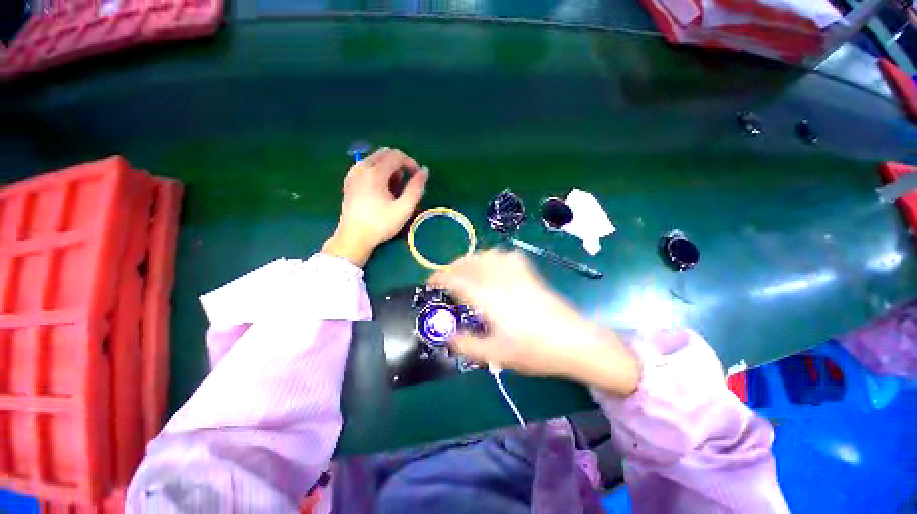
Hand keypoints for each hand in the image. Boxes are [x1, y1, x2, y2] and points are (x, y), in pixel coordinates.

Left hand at [323, 147, 428, 266]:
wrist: (354, 238)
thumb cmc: (381, 224)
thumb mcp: (404, 208)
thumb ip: (416, 188)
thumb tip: (425, 171)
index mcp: (375, 172)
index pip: (397, 155)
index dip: (411, 163)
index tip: (418, 177)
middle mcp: (362, 167)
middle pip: (385, 153)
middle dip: (400, 164)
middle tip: (406, 183)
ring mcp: (353, 173)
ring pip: (375, 159)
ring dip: (389, 168)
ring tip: (395, 190)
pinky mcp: (349, 180)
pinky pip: (367, 166)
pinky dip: (378, 172)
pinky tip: (382, 190)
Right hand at [430, 250, 640, 394]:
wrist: (574, 341)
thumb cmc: (534, 351)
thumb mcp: (495, 355)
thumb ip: (467, 346)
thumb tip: (447, 337)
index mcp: (487, 297)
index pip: (456, 279)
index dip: (439, 277)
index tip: (430, 282)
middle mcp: (499, 279)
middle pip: (469, 263)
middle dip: (452, 267)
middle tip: (446, 279)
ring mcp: (516, 273)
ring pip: (486, 255)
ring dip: (471, 260)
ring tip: (466, 272)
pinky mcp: (529, 273)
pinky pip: (507, 255)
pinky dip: (493, 257)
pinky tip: (494, 267)